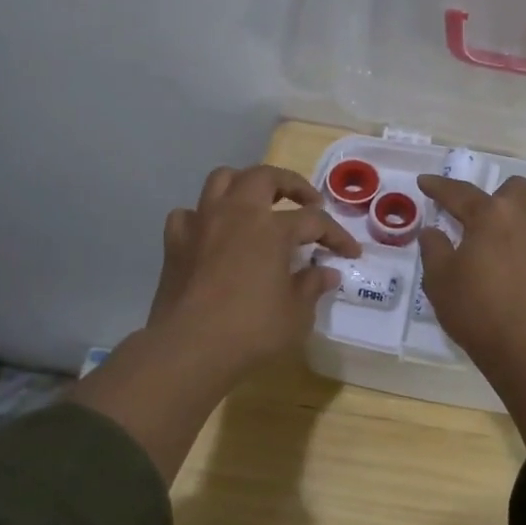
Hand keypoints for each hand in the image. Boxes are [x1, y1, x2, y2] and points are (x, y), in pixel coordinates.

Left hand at [147, 164, 359, 377]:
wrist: (188, 347)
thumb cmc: (251, 330)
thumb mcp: (296, 314)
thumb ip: (312, 286)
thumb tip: (327, 273)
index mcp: (272, 228)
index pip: (314, 221)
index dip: (337, 235)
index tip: (351, 252)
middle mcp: (236, 213)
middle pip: (265, 177)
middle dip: (291, 184)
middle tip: (308, 203)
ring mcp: (202, 223)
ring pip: (222, 180)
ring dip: (245, 184)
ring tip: (258, 203)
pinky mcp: (175, 242)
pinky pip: (189, 214)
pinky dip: (203, 217)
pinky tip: (212, 233)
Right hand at [416, 170, 525, 363]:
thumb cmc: (478, 313)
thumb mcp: (439, 283)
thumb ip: (433, 250)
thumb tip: (432, 231)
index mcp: (489, 215)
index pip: (458, 192)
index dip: (439, 186)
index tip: (426, 182)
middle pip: (515, 186)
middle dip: (501, 200)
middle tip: (492, 227)